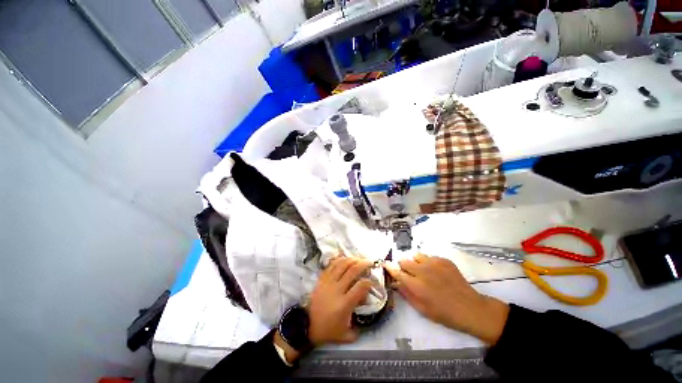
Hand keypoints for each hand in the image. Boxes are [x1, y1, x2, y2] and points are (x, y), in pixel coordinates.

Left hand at [308, 257, 373, 345]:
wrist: (307, 325)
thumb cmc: (328, 330)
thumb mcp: (346, 335)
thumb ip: (359, 328)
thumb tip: (365, 316)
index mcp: (345, 304)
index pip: (361, 286)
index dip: (369, 281)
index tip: (373, 281)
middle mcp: (337, 289)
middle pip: (352, 271)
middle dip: (363, 264)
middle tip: (370, 262)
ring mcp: (328, 282)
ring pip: (342, 264)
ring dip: (352, 259)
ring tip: (359, 258)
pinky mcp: (322, 279)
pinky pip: (331, 265)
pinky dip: (340, 259)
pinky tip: (345, 258)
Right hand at [384, 253, 508, 344]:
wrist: (470, 308)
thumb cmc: (444, 313)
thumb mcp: (422, 309)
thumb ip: (406, 293)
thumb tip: (396, 282)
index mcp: (416, 285)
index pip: (396, 271)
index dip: (389, 268)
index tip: (386, 265)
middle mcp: (423, 271)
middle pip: (404, 260)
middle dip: (403, 267)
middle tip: (410, 274)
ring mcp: (434, 263)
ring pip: (415, 256)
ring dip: (415, 263)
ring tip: (423, 272)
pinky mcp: (443, 260)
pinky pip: (429, 256)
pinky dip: (428, 263)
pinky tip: (436, 273)